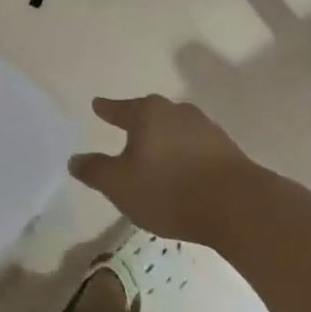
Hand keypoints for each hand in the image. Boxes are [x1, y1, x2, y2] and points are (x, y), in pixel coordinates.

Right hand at [69, 95, 255, 244]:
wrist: (237, 205)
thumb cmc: (168, 190)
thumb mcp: (120, 185)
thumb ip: (95, 171)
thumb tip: (74, 159)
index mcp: (147, 113)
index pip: (120, 108)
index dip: (107, 109)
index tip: (97, 105)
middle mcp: (176, 112)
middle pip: (150, 114)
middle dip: (138, 123)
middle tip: (126, 131)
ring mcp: (205, 128)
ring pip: (175, 129)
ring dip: (164, 140)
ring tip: (156, 155)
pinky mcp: (227, 149)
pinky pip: (196, 147)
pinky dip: (185, 155)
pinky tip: (183, 171)